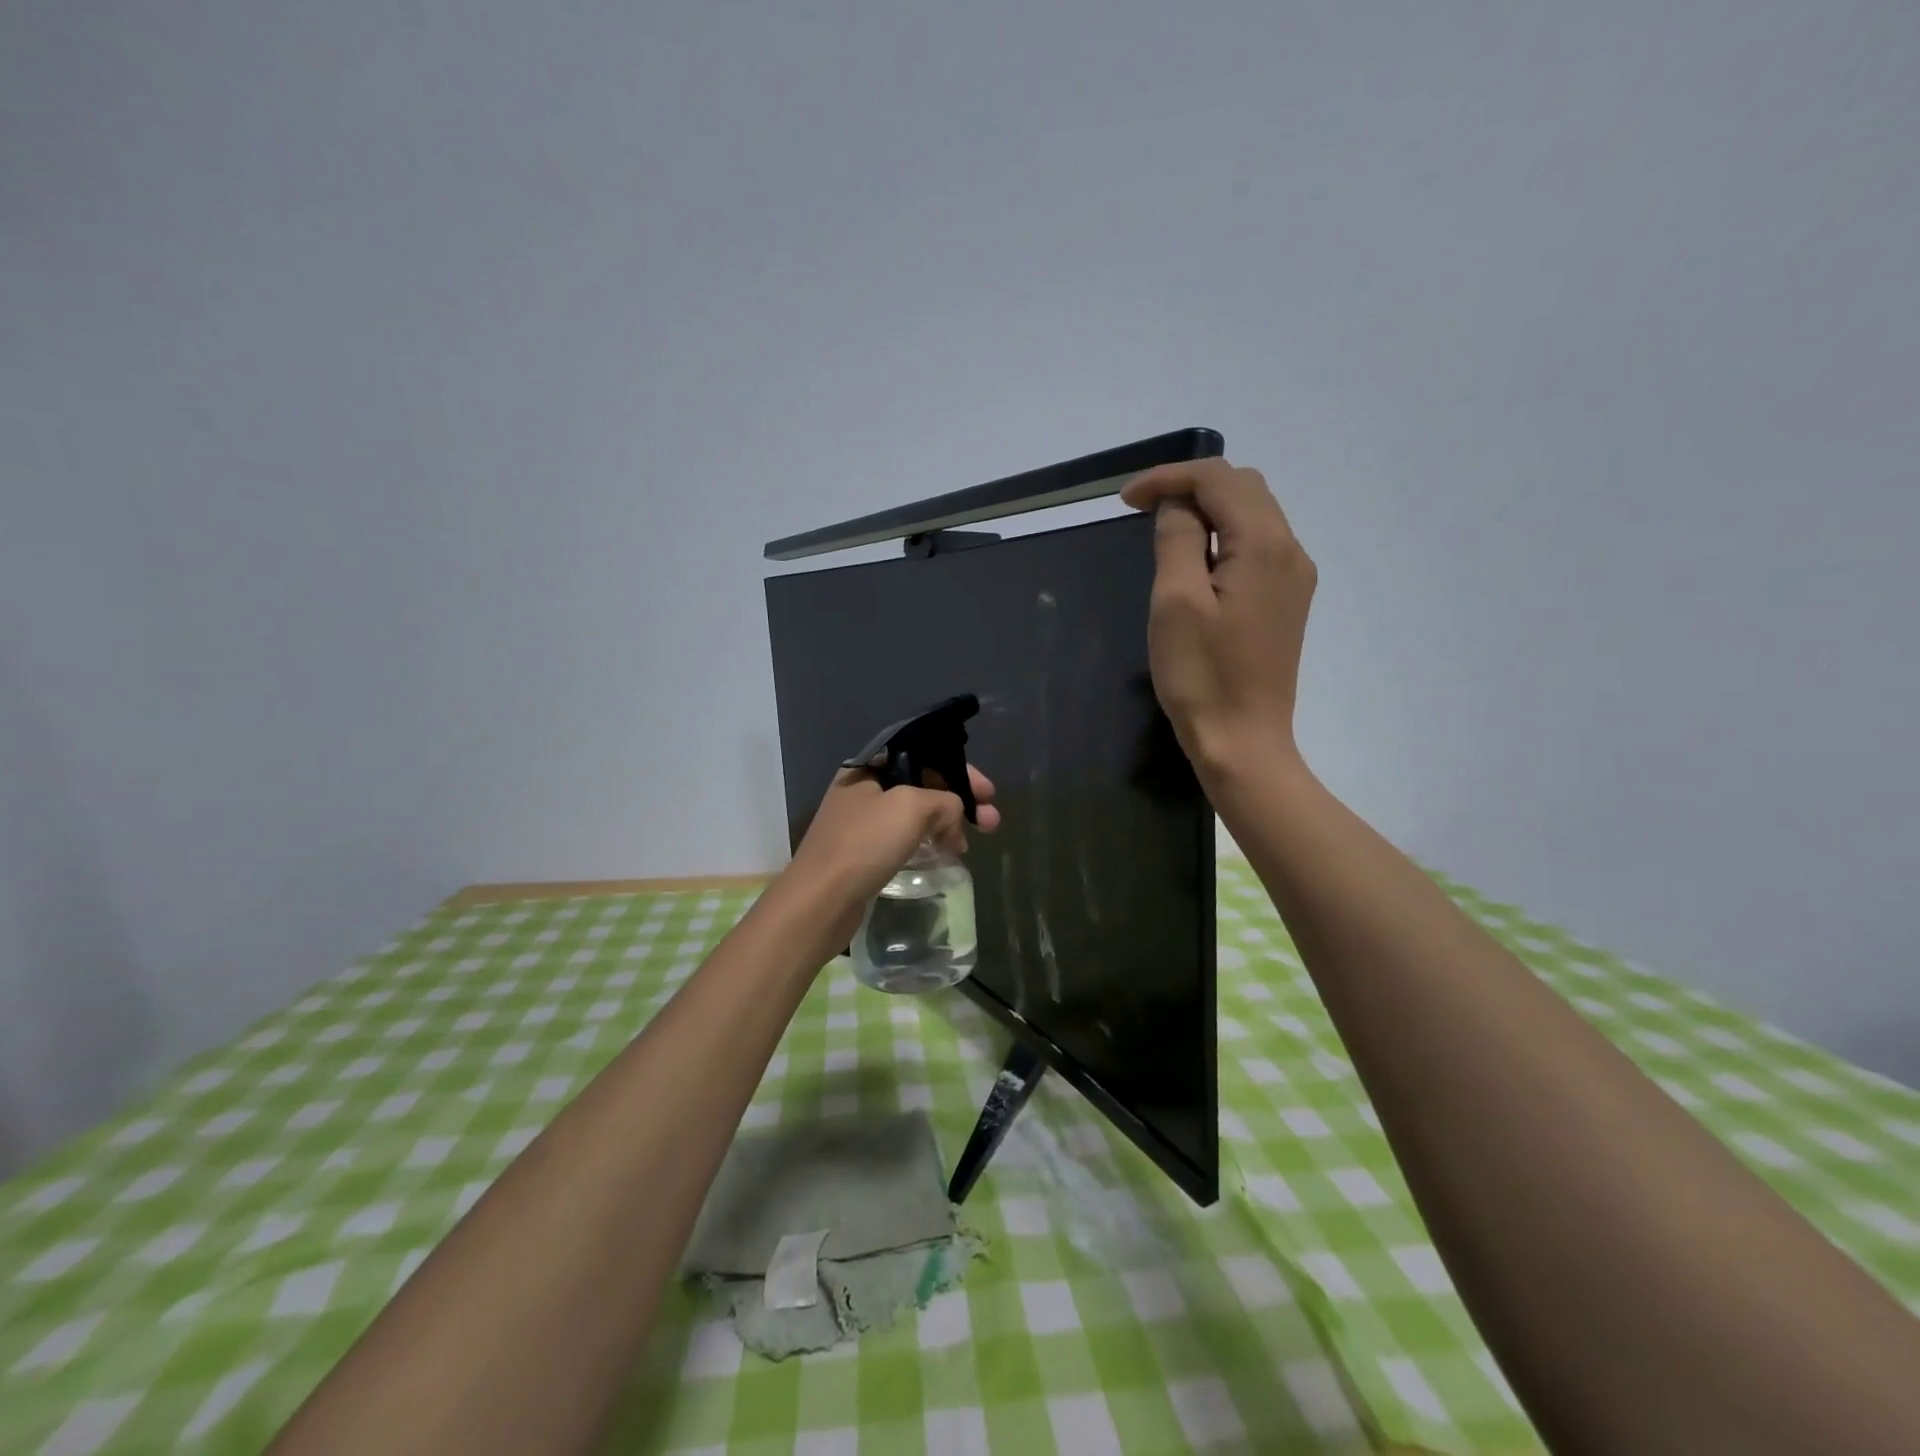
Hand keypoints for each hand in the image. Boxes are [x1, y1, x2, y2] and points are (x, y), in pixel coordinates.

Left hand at [784, 764, 1000, 937]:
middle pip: (921, 784)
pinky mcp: (863, 853)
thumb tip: (955, 813)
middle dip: (959, 800)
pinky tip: (946, 855)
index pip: (922, 755)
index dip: (959, 769)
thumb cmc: (864, 843)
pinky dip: (928, 842)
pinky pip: (905, 838)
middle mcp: (863, 789)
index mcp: (868, 768)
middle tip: (991, 821)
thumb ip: (944, 800)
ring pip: (915, 814)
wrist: (820, 901)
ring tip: (969, 845)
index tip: (987, 792)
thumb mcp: (911, 807)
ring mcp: (862, 823)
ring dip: (947, 823)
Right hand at [1121, 458, 1315, 780]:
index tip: (1124, 501)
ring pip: (1254, 513)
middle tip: (1142, 510)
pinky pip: (1258, 544)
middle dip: (1190, 486)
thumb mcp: (1175, 602)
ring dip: (1208, 509)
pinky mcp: (1287, 600)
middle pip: (1243, 487)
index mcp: (1264, 543)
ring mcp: (1294, 576)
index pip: (1218, 480)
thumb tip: (1178, 506)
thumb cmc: (1201, 675)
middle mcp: (1290, 549)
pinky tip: (1196, 558)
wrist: (1242, 739)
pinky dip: (1224, 535)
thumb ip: (1177, 539)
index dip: (1168, 477)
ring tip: (1164, 529)